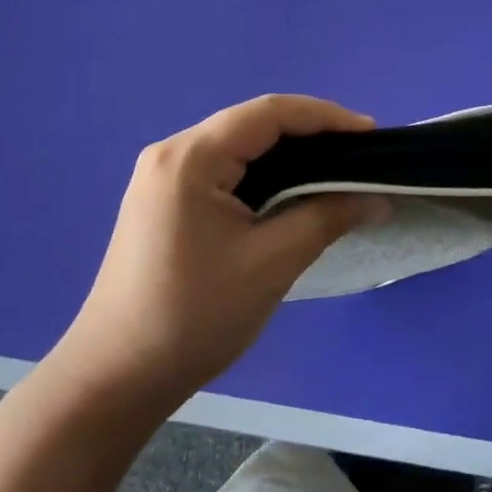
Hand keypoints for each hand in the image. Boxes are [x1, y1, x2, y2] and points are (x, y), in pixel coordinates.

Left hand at [55, 95, 387, 408]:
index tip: (370, 135)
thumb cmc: (193, 318)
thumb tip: (377, 198)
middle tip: (358, 154)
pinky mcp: (162, 199)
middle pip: (252, 123)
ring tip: (333, 169)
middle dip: (309, 132)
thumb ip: (326, 218)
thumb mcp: (271, 264)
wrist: (114, 378)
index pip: (269, 113)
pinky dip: (262, 172)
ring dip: (286, 152)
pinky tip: (290, 190)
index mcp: (190, 158)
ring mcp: (161, 175)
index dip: (325, 117)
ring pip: (238, 144)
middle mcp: (171, 152)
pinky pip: (222, 167)